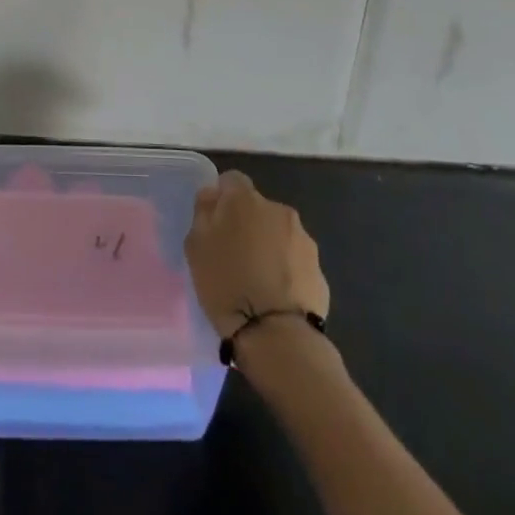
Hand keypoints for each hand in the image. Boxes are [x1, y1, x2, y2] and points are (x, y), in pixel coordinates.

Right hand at [186, 170, 328, 342]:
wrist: (276, 333)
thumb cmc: (227, 285)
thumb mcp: (196, 247)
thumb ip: (203, 212)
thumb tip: (213, 194)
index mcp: (245, 199)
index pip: (231, 180)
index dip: (222, 199)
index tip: (215, 224)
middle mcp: (277, 209)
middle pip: (257, 208)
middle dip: (247, 224)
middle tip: (233, 256)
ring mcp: (302, 238)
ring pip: (278, 233)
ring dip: (268, 246)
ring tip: (257, 280)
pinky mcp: (318, 267)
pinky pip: (294, 259)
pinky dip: (285, 269)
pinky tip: (276, 294)